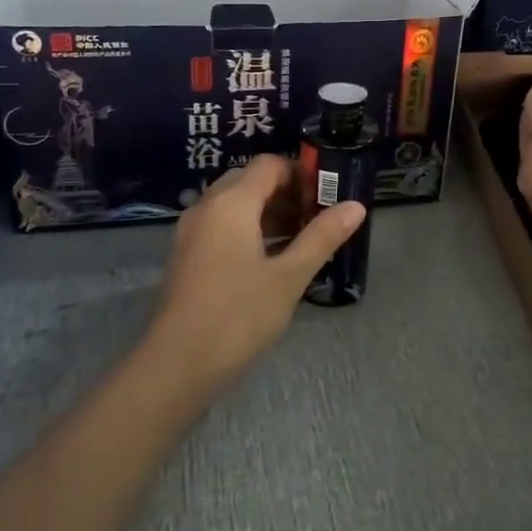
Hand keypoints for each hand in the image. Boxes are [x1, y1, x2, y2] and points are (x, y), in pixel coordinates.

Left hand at [148, 156, 366, 387]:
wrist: (176, 365)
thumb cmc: (238, 315)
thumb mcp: (289, 277)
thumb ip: (322, 237)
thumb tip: (356, 205)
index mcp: (231, 202)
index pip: (269, 165)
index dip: (300, 173)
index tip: (326, 196)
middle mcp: (206, 207)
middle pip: (249, 180)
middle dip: (285, 192)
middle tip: (316, 218)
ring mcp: (191, 232)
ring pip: (233, 204)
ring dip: (266, 212)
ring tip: (299, 240)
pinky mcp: (186, 256)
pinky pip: (220, 225)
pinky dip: (246, 229)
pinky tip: (269, 260)